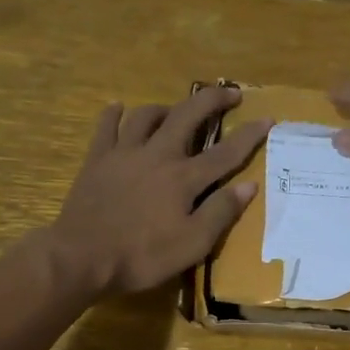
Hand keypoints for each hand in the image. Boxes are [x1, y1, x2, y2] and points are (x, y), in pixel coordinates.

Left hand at [47, 85, 270, 295]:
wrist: (81, 257)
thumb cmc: (142, 256)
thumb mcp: (192, 244)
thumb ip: (220, 212)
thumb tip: (248, 185)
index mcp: (184, 178)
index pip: (225, 152)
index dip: (250, 135)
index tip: (268, 118)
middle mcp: (157, 155)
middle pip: (188, 116)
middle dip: (212, 100)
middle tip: (229, 93)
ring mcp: (124, 153)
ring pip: (148, 115)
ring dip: (167, 108)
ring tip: (176, 112)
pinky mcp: (97, 160)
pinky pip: (107, 127)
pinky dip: (116, 114)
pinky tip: (119, 109)